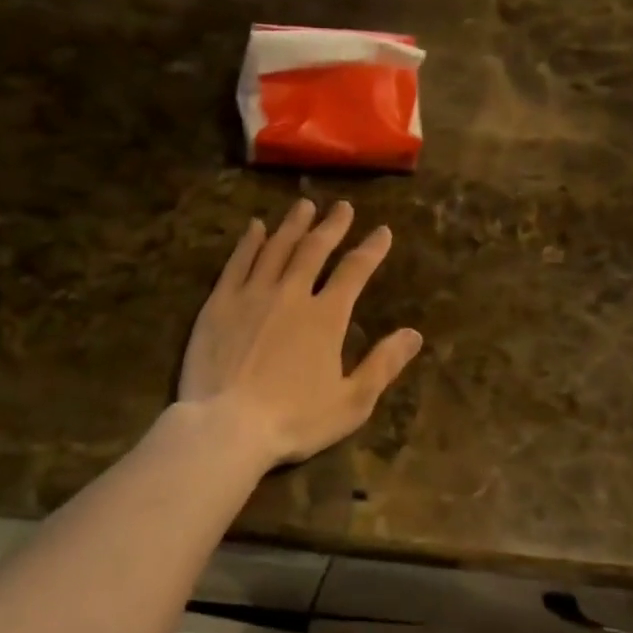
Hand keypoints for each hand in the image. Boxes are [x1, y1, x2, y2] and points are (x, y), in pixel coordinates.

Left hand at [179, 200, 421, 469]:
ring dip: (293, 225)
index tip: (382, 231)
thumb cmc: (294, 420)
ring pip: (276, 249)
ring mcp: (252, 295)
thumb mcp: (352, 402)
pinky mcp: (219, 304)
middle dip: (332, 226)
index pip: (354, 272)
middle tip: (342, 207)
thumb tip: (413, 334)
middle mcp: (291, 295)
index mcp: (326, 317)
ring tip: (304, 206)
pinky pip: (237, 263)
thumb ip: (383, 365)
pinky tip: (255, 228)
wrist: (227, 426)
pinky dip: (249, 242)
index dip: (371, 249)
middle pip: (314, 250)